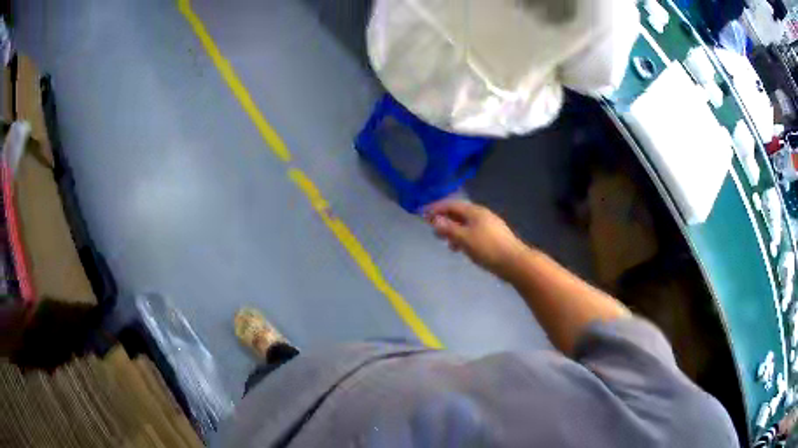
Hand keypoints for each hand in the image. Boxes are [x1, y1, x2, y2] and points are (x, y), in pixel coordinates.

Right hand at [425, 200, 526, 278]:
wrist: (514, 262)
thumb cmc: (487, 249)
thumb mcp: (464, 239)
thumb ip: (448, 229)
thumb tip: (435, 220)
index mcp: (475, 211)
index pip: (451, 204)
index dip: (436, 208)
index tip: (423, 214)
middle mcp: (482, 214)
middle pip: (459, 213)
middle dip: (445, 219)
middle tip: (433, 229)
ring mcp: (489, 225)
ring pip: (466, 223)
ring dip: (454, 230)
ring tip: (446, 242)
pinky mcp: (494, 236)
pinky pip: (473, 231)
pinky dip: (463, 237)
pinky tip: (461, 248)